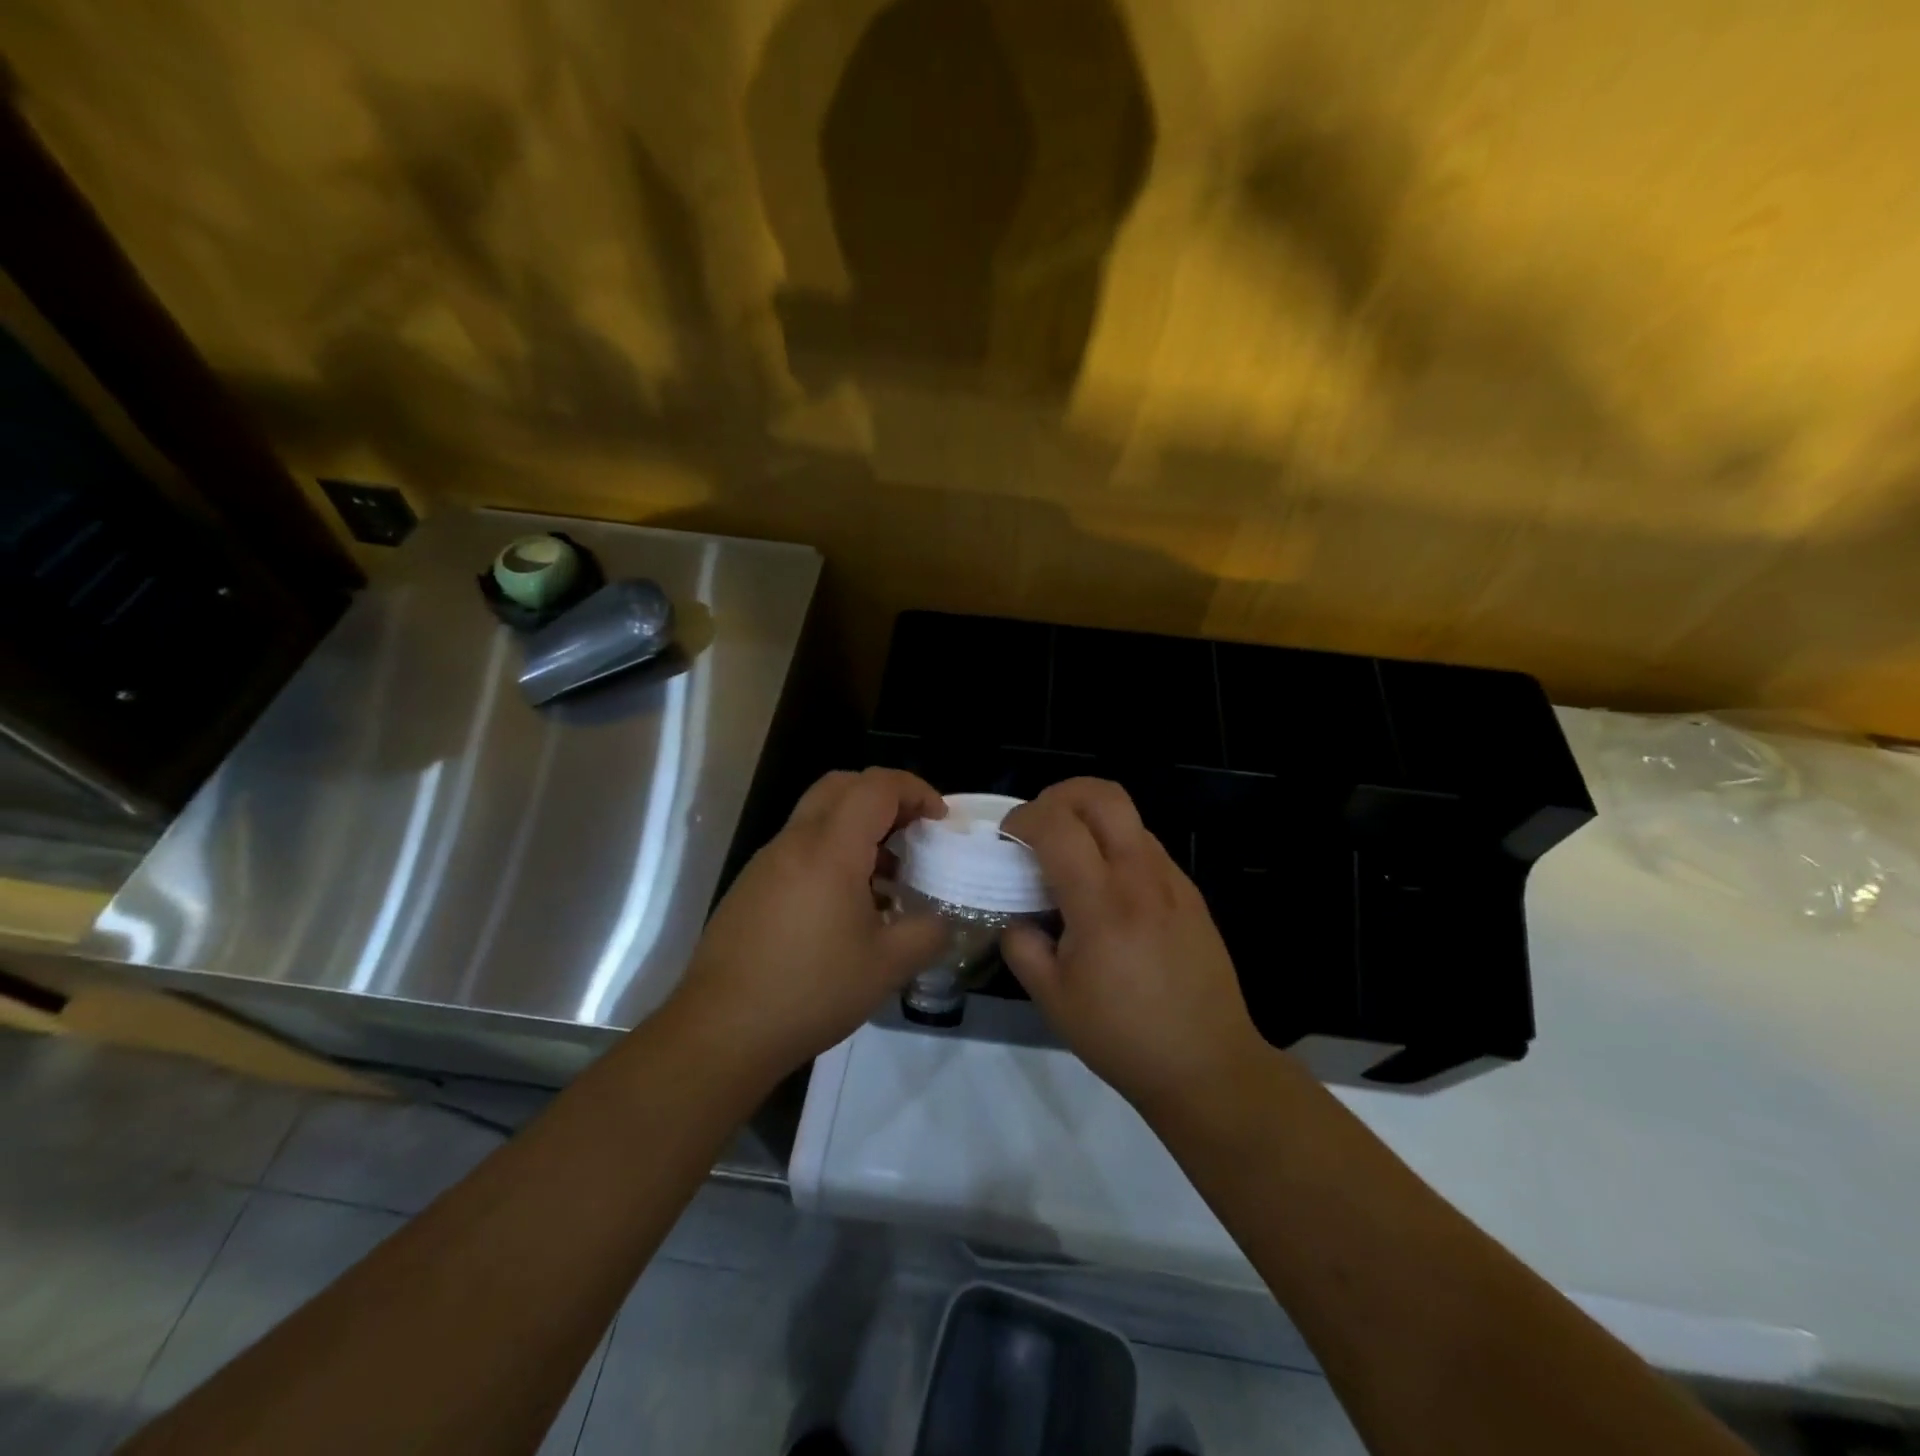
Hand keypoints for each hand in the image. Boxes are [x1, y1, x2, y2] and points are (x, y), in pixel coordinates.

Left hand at [670, 768, 949, 1080]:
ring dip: (857, 826)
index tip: (939, 820)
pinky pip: (800, 847)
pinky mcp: (752, 886)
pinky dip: (832, 852)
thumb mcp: (887, 967)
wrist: (721, 1030)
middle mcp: (795, 841)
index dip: (915, 790)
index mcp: (830, 849)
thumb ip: (928, 932)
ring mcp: (767, 862)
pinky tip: (848, 905)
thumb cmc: (810, 990)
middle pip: (842, 785)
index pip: (876, 786)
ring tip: (887, 875)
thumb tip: (942, 918)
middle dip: (885, 796)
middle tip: (913, 830)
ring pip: (818, 815)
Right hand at [1001, 779, 1269, 1117]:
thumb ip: (1022, 946)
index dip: (1023, 818)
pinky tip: (1106, 890)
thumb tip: (1015, 916)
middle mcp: (1141, 877)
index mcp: (1101, 903)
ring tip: (1071, 860)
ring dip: (1090, 820)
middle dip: (1060, 795)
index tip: (1006, 838)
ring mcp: (1173, 881)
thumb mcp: (1053, 1000)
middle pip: (1102, 795)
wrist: (1208, 1065)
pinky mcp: (1190, 893)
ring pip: (1127, 817)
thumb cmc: (1122, 1036)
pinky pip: (1146, 846)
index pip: (1057, 825)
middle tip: (1039, 825)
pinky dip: (1116, 846)